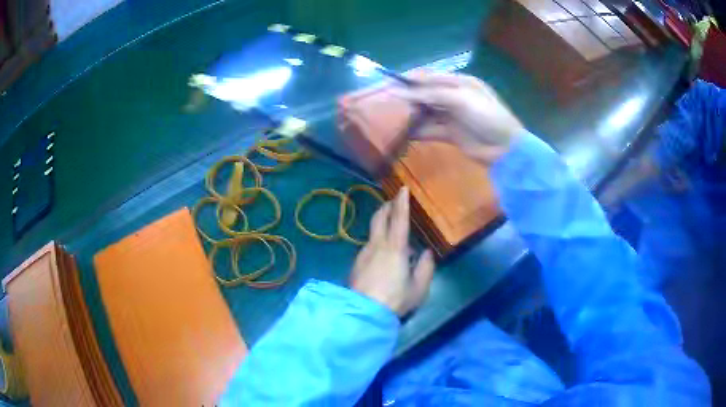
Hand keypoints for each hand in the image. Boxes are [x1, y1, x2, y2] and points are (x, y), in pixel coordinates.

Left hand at [349, 187, 435, 315]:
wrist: (363, 312)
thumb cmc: (395, 299)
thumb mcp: (418, 288)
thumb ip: (425, 268)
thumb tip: (426, 253)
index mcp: (395, 248)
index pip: (398, 219)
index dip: (401, 202)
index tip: (402, 189)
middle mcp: (376, 245)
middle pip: (379, 218)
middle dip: (386, 207)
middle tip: (393, 202)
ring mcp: (363, 254)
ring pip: (373, 233)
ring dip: (382, 226)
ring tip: (393, 233)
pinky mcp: (356, 264)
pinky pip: (369, 246)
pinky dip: (377, 242)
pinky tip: (383, 256)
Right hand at [397, 72, 523, 163]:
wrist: (505, 148)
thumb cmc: (486, 116)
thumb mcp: (460, 99)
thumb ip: (431, 95)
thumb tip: (401, 93)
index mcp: (459, 83)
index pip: (430, 77)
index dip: (410, 80)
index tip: (390, 84)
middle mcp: (454, 97)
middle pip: (426, 95)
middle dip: (408, 98)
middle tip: (387, 102)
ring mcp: (452, 116)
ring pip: (427, 113)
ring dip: (411, 115)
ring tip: (391, 117)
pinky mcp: (451, 134)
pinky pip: (430, 129)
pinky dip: (418, 131)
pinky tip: (404, 132)